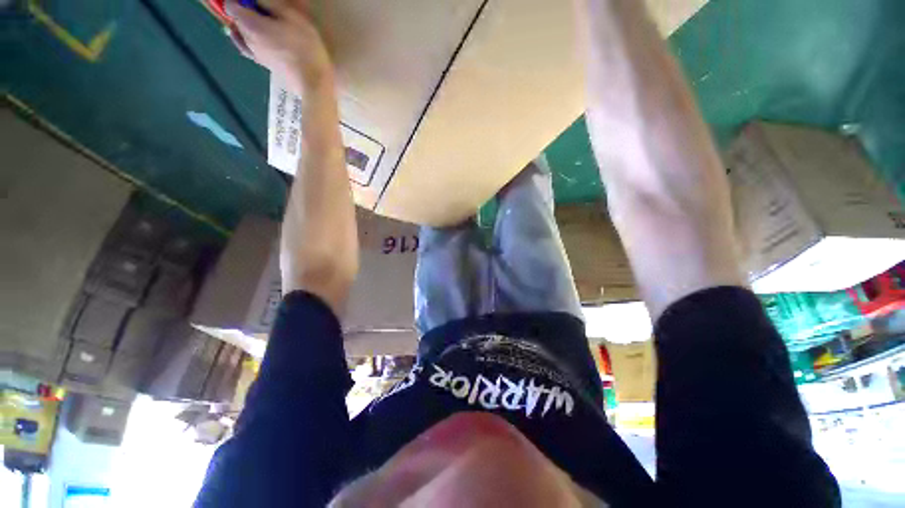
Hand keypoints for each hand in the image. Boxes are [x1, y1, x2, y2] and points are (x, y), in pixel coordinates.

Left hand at [226, 0, 333, 93]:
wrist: (313, 82)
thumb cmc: (305, 47)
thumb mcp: (292, 16)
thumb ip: (271, 3)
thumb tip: (258, 0)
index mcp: (251, 24)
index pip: (231, 6)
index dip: (240, 0)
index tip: (254, 1)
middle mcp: (247, 39)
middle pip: (236, 20)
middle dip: (244, 12)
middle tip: (262, 12)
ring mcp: (255, 54)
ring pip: (240, 35)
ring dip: (245, 27)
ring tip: (257, 25)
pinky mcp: (265, 65)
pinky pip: (248, 50)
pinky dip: (246, 42)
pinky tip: (251, 41)